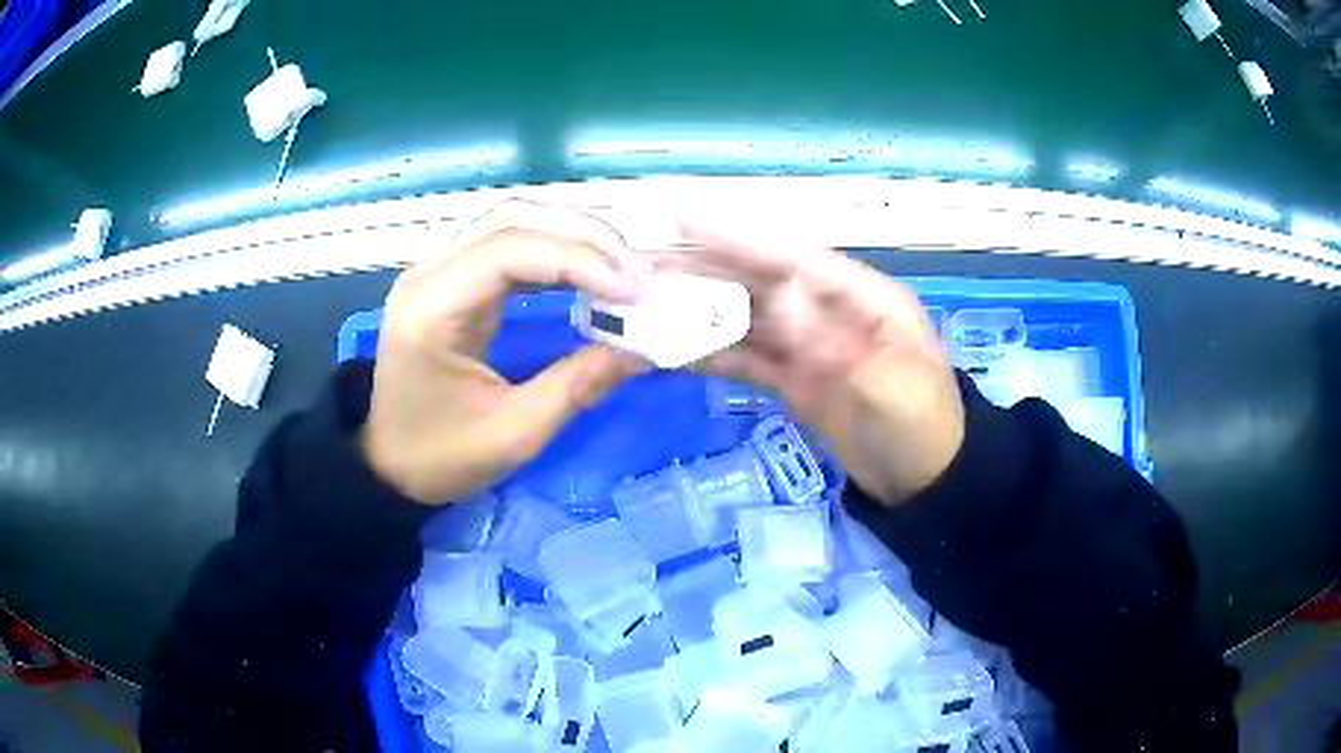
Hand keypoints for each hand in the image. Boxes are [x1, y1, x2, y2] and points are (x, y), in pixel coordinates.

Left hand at [362, 201, 650, 504]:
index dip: (579, 260)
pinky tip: (589, 273)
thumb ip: (576, 387)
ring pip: (514, 222)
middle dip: (585, 238)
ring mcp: (439, 271)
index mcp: (431, 307)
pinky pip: (510, 245)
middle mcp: (430, 272)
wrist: (389, 465)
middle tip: (638, 274)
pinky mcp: (453, 280)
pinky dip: (556, 252)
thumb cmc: (440, 456)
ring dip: (574, 239)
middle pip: (513, 219)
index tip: (635, 291)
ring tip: (623, 270)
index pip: (509, 250)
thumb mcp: (512, 435)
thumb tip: (641, 350)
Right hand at [655, 225, 964, 505]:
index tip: (683, 223)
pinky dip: (712, 354)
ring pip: (747, 319)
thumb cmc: (921, 428)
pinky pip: (747, 359)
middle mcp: (830, 311)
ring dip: (700, 311)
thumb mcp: (889, 385)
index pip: (795, 260)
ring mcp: (809, 347)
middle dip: (706, 271)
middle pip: (761, 283)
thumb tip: (777, 303)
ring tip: (646, 304)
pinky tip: (673, 351)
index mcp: (863, 298)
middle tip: (644, 265)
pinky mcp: (794, 379)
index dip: (740, 240)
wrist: (924, 484)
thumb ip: (833, 343)